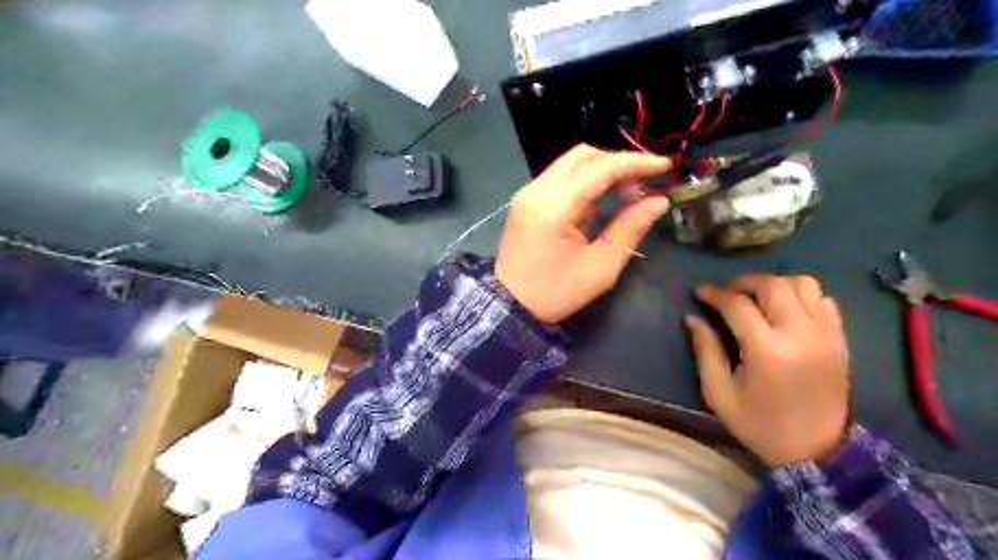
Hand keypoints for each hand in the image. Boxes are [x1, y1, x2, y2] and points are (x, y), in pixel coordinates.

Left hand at [497, 145, 668, 322]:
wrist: (509, 306)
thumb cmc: (556, 292)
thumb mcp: (601, 267)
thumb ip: (630, 228)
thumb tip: (658, 201)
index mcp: (553, 207)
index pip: (600, 169)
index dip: (636, 163)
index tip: (665, 166)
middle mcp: (536, 190)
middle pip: (583, 156)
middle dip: (618, 163)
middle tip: (642, 184)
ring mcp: (527, 193)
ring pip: (570, 164)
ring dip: (601, 171)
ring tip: (625, 196)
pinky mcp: (525, 200)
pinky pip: (560, 178)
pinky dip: (584, 182)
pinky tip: (599, 204)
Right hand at [687, 274, 849, 463]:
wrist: (816, 451)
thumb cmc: (759, 424)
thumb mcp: (719, 392)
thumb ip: (705, 350)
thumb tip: (692, 318)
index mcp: (767, 350)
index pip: (737, 304)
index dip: (714, 293)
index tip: (699, 292)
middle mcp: (800, 334)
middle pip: (773, 285)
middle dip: (744, 282)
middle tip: (727, 293)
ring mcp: (825, 334)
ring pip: (803, 284)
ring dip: (775, 284)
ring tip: (758, 299)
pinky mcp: (839, 339)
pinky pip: (823, 300)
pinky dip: (802, 296)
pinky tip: (785, 311)